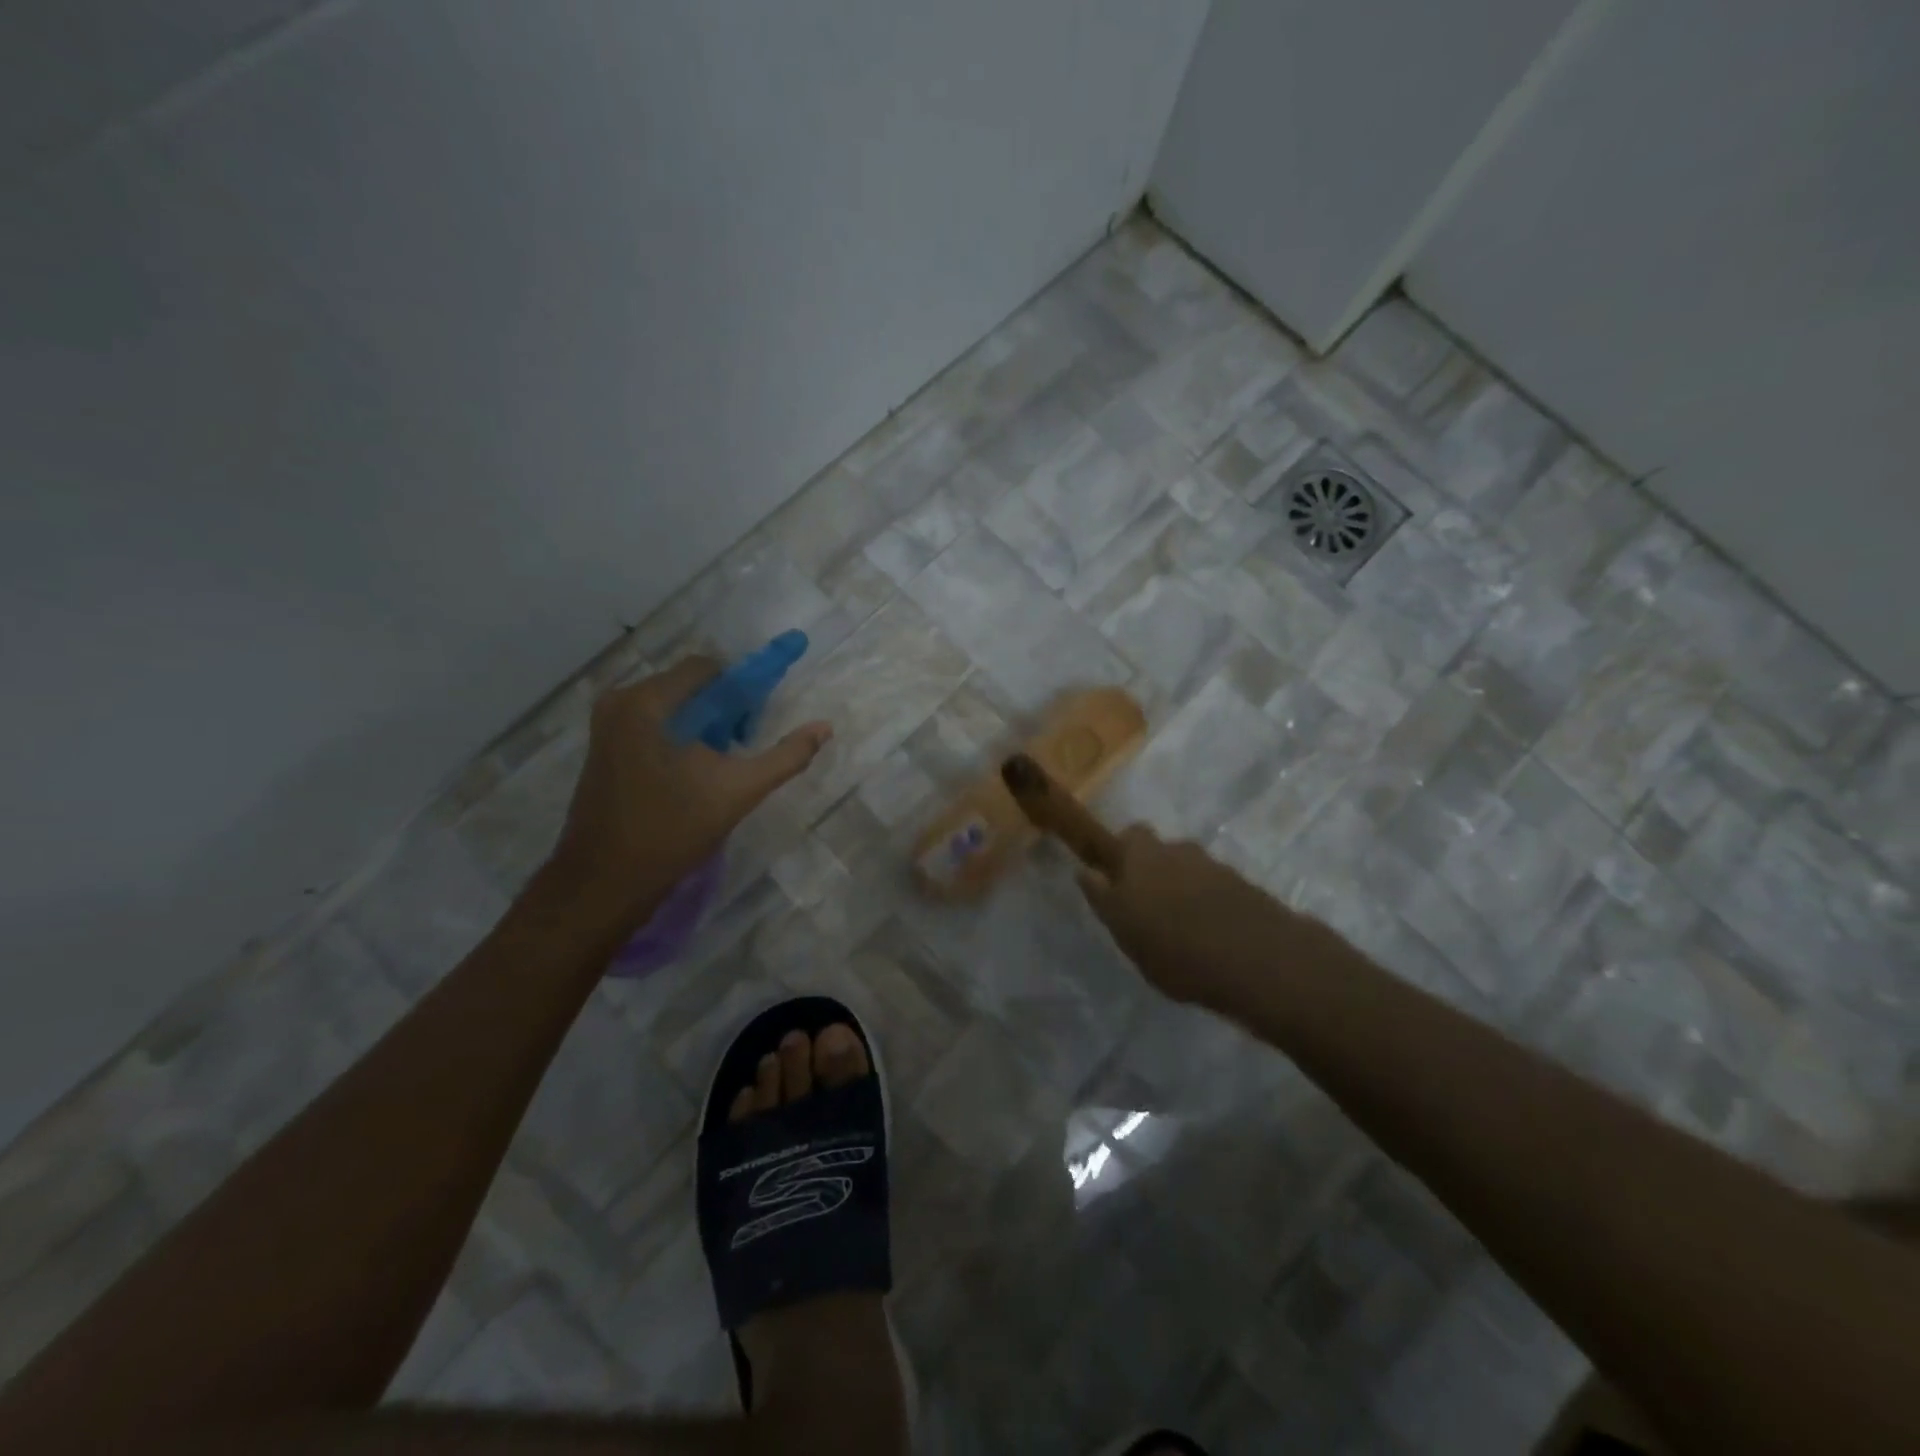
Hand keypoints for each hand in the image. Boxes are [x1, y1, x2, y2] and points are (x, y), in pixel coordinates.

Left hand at [544, 656, 831, 925]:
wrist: (604, 883)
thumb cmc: (670, 832)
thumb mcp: (737, 792)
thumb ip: (785, 756)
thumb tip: (825, 727)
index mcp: (647, 702)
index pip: (707, 668)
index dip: (740, 689)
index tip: (755, 725)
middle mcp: (620, 702)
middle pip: (689, 685)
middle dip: (722, 711)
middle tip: (739, 750)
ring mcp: (606, 726)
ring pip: (672, 707)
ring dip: (702, 727)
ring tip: (716, 767)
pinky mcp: (603, 748)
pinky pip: (652, 724)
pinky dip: (679, 738)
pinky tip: (690, 775)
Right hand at [1077, 824, 1314, 1010]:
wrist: (1258, 960)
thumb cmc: (1176, 949)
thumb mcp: (1125, 932)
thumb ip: (1104, 900)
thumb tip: (1085, 872)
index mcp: (1142, 856)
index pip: (1126, 836)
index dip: (1121, 853)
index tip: (1116, 879)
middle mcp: (1178, 850)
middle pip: (1160, 851)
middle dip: (1152, 870)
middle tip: (1147, 906)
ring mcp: (1215, 867)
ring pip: (1188, 869)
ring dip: (1182, 888)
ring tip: (1181, 927)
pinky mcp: (1244, 887)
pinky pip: (1214, 889)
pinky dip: (1208, 903)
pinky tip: (1209, 934)